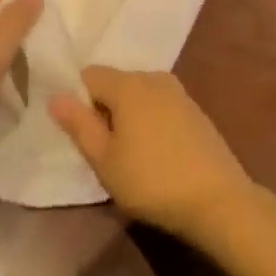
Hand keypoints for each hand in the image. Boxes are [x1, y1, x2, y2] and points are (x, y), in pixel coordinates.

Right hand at [51, 68, 257, 243]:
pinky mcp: (195, 110)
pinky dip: (151, 122)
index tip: (82, 135)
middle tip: (104, 151)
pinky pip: (159, 106)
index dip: (79, 101)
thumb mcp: (105, 160)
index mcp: (127, 84)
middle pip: (115, 83)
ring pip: (138, 95)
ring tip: (130, 156)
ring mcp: (178, 92)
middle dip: (104, 110)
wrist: (219, 200)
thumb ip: (79, 125)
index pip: (89, 75)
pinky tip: (157, 155)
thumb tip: (55, 96)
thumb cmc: (153, 181)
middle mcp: (152, 77)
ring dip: (128, 117)